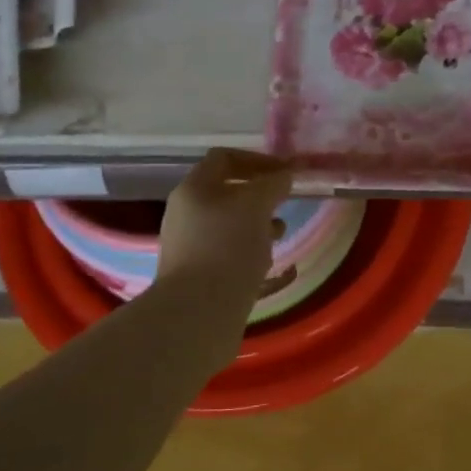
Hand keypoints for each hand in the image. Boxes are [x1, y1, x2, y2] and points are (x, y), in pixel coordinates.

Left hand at [157, 148, 292, 319]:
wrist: (198, 312)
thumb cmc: (228, 248)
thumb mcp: (256, 206)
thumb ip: (272, 184)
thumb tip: (283, 176)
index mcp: (193, 189)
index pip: (224, 158)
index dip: (257, 160)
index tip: (286, 173)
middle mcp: (185, 213)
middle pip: (225, 193)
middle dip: (259, 197)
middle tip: (284, 205)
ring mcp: (188, 245)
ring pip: (227, 225)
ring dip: (256, 225)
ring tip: (278, 236)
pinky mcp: (196, 275)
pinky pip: (225, 253)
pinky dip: (247, 252)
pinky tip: (264, 265)